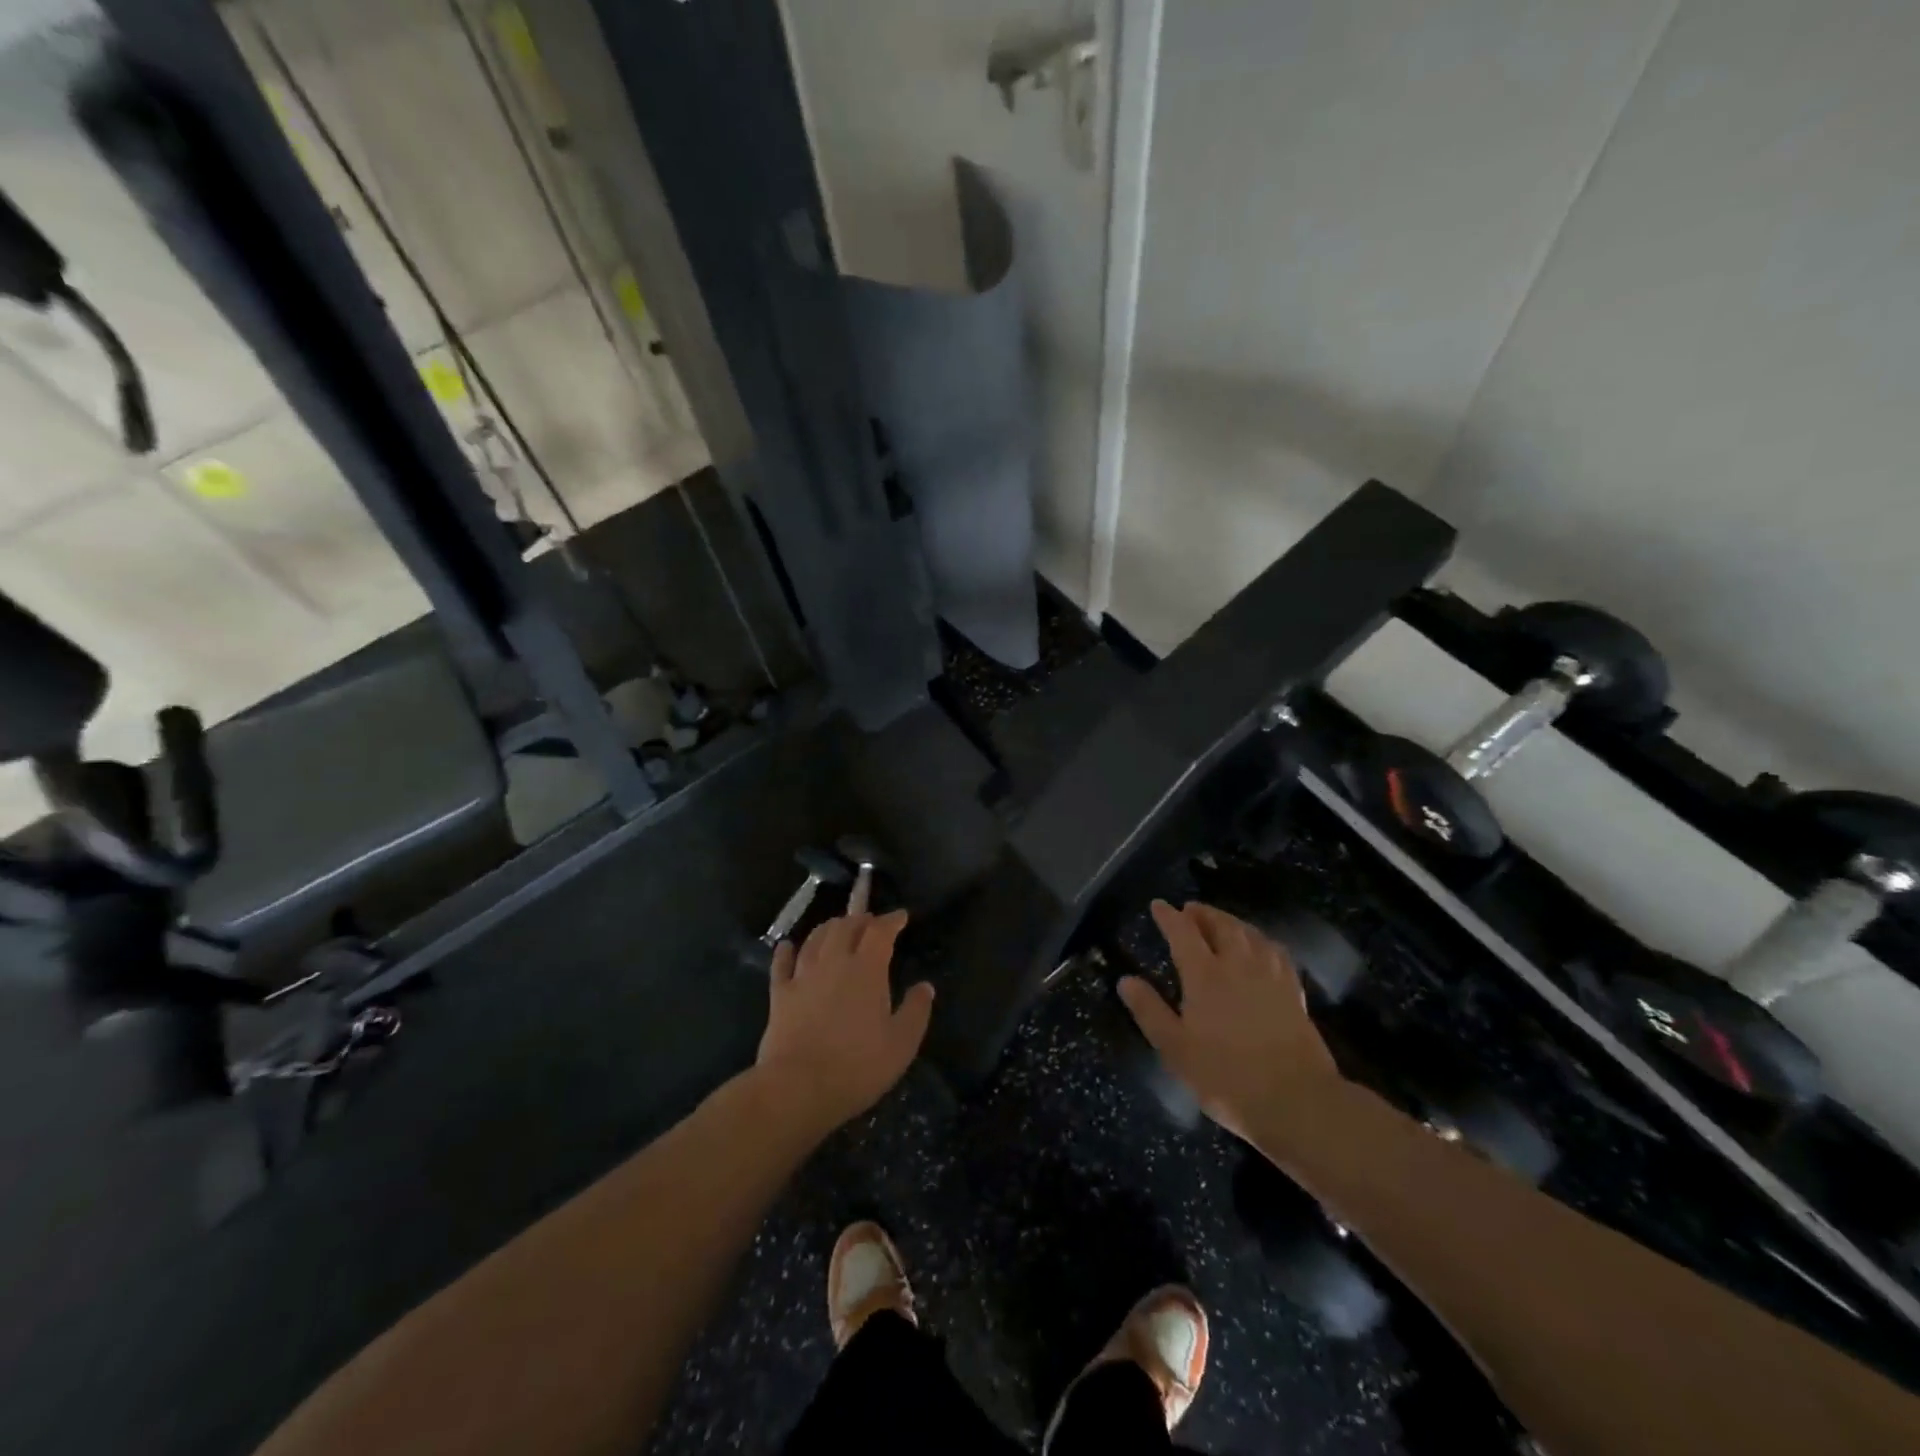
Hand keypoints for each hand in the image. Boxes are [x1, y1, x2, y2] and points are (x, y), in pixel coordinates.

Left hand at [756, 910, 934, 1131]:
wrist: (798, 1088)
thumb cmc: (857, 1066)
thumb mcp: (901, 1044)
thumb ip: (916, 1010)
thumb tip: (925, 986)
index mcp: (867, 969)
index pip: (880, 931)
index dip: (891, 920)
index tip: (901, 916)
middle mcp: (834, 962)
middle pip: (845, 927)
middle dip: (860, 919)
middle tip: (869, 922)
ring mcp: (803, 976)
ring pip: (815, 939)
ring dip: (829, 928)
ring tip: (837, 927)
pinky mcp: (779, 995)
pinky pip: (781, 964)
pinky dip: (786, 951)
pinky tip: (787, 945)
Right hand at [1120, 900, 1340, 1136]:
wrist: (1296, 1101)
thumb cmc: (1226, 1076)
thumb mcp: (1175, 1048)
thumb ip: (1149, 1010)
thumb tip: (1125, 980)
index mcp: (1205, 975)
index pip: (1183, 933)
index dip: (1169, 916)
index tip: (1158, 905)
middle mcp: (1238, 965)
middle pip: (1221, 925)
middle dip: (1203, 913)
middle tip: (1190, 909)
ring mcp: (1270, 977)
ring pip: (1251, 934)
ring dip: (1233, 922)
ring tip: (1223, 922)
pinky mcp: (1294, 993)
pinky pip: (1277, 953)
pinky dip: (1262, 941)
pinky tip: (1262, 948)